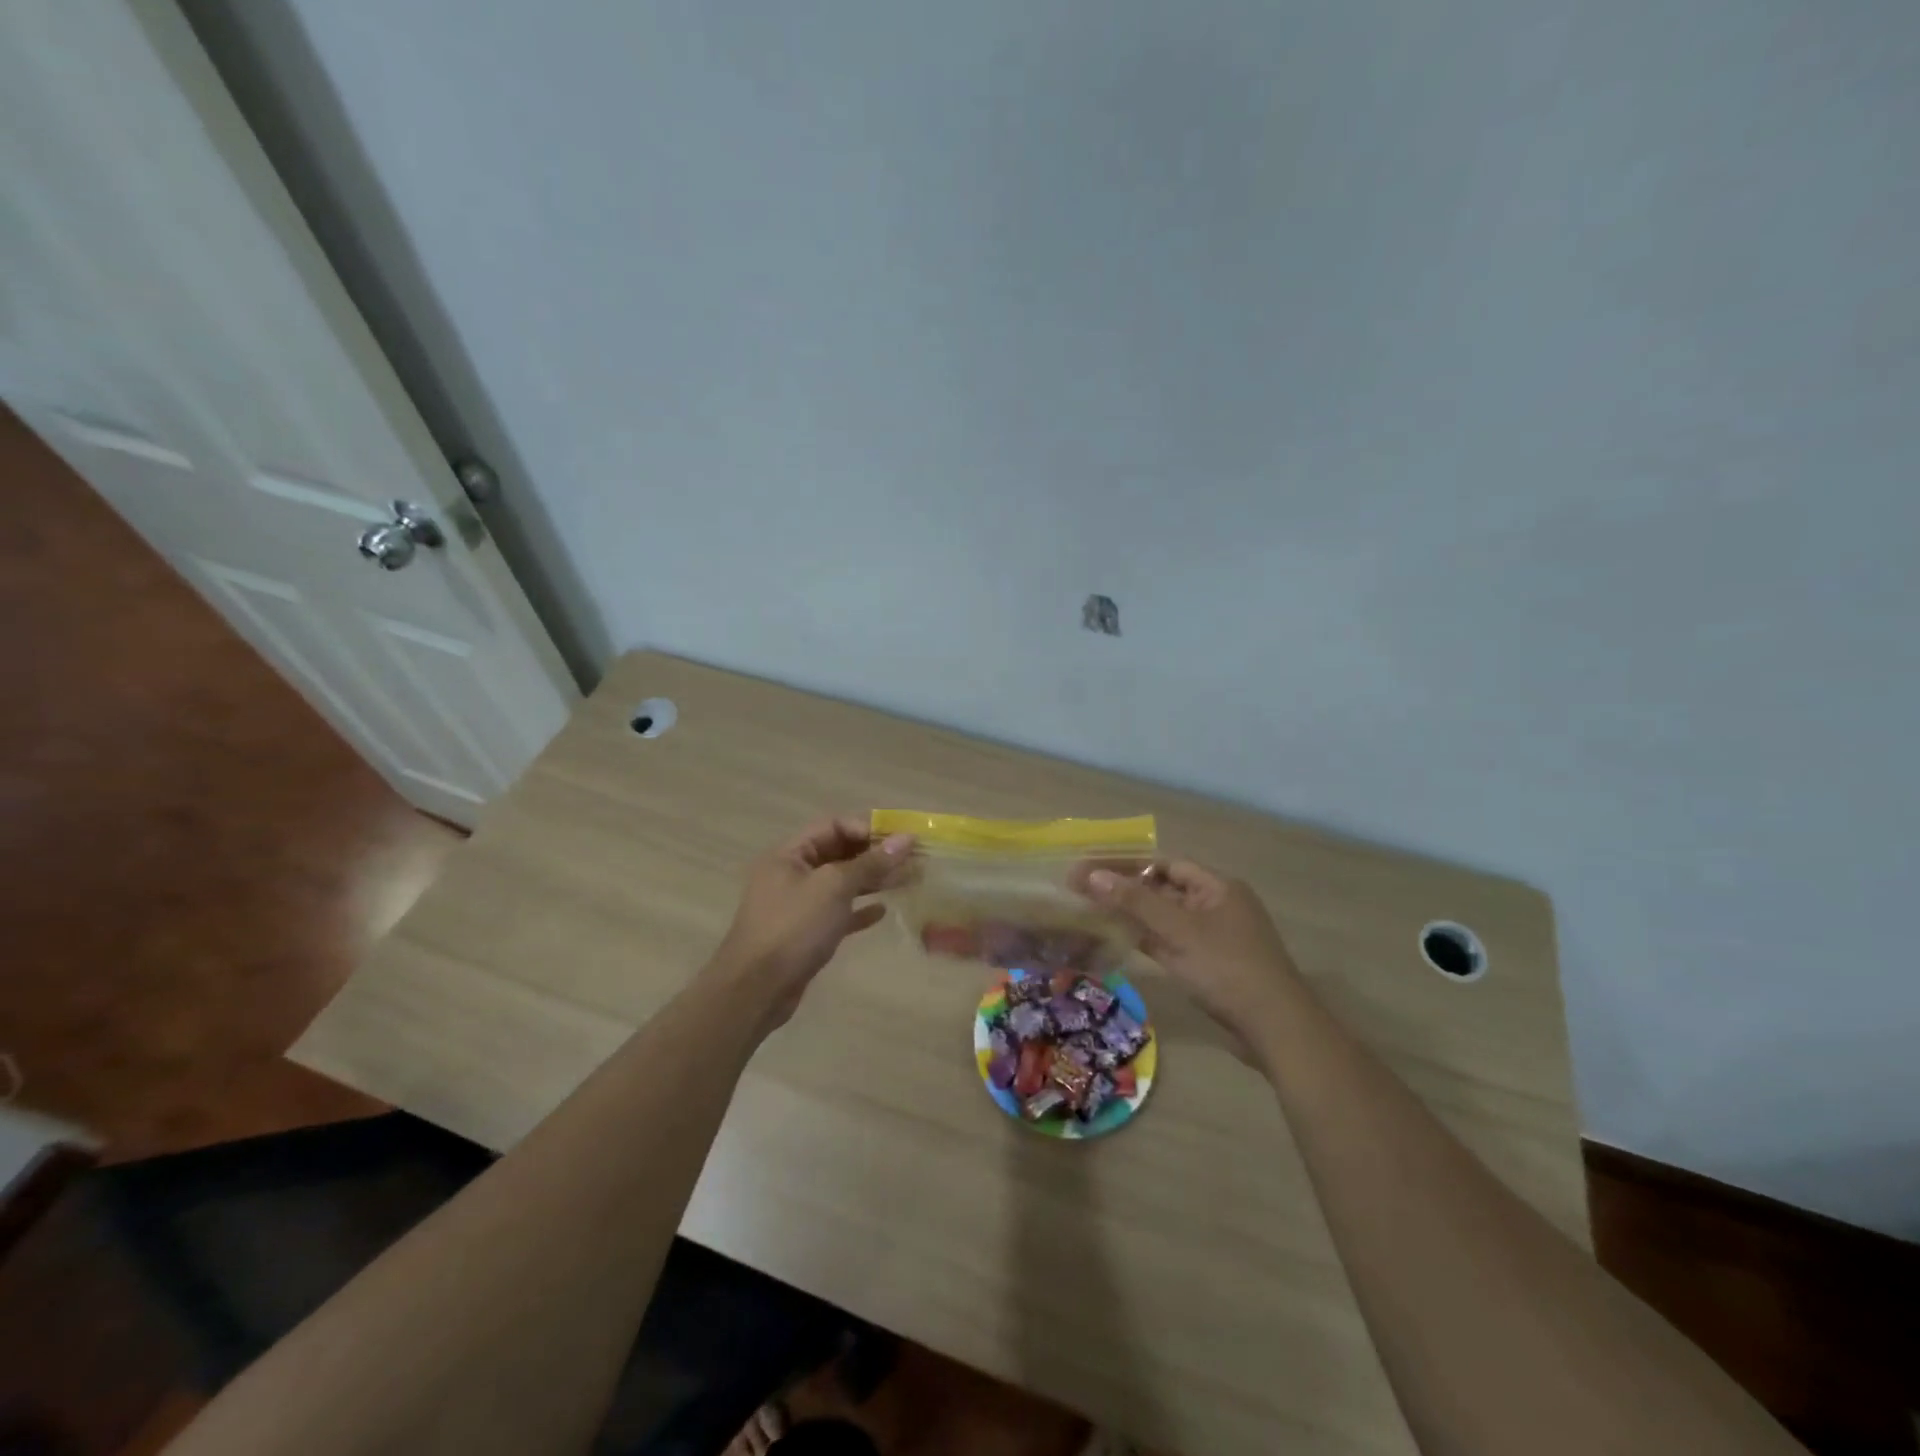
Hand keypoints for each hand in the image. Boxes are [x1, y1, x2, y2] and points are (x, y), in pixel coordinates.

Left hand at [712, 817, 913, 1028]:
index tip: (900, 838)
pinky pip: (837, 914)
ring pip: (841, 884)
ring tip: (907, 881)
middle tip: (912, 859)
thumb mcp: (834, 887)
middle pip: (838, 853)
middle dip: (875, 854)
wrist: (756, 990)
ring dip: (872, 881)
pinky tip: (882, 912)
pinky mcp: (805, 934)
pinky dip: (859, 910)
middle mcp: (791, 875)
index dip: (867, 827)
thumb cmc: (793, 927)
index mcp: (789, 854)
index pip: (832, 826)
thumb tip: (906, 839)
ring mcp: (798, 906)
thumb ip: (870, 862)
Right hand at [1078, 859, 1302, 1037]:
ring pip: (1164, 918)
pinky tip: (1116, 938)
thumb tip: (1092, 875)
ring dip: (1132, 914)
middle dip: (1125, 889)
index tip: (1093, 867)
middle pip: (1163, 889)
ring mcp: (1211, 937)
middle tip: (1082, 889)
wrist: (1274, 1028)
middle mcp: (1215, 906)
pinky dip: (1145, 939)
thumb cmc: (1227, 968)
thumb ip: (1135, 902)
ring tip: (1090, 910)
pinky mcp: (1206, 965)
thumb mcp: (1178, 930)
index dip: (1129, 864)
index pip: (1167, 864)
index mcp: (1218, 887)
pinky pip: (1169, 942)